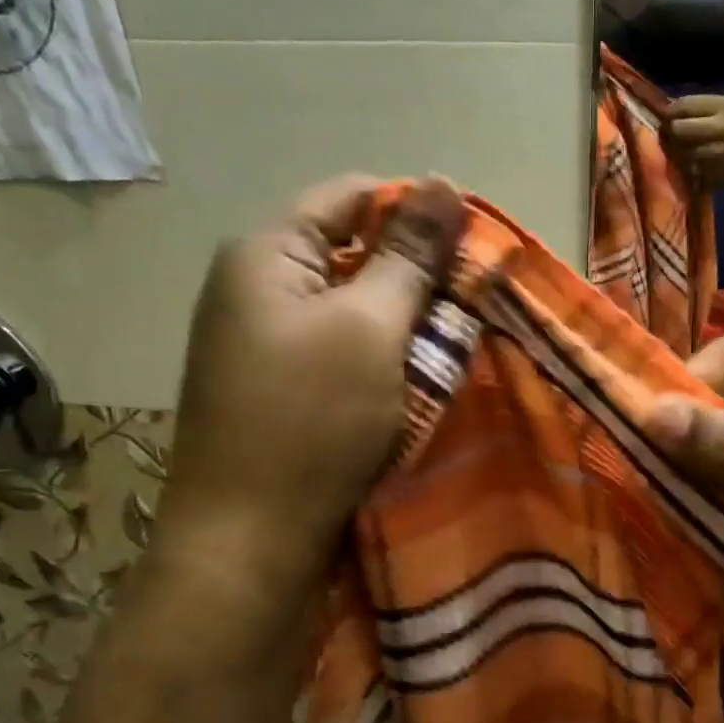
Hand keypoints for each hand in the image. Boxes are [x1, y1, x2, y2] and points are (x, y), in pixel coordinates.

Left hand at [153, 175, 464, 593]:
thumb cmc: (311, 422)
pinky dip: (381, 365)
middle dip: (416, 280)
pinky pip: (340, 358)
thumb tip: (442, 181)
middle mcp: (256, 291)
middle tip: (471, 310)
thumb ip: (409, 257)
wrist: (248, 541)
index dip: (416, 213)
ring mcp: (262, 347)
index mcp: (266, 255)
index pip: (352, 197)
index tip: (475, 249)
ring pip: (352, 314)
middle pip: (352, 257)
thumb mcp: (370, 328)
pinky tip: (414, 387)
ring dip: (404, 328)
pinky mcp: (277, 395)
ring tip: (452, 351)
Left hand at [663, 94, 723, 187]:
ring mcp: (715, 152)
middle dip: (669, 132)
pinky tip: (689, 161)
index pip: (683, 105)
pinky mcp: (711, 172)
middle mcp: (719, 127)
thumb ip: (696, 106)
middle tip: (669, 135)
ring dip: (674, 150)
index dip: (669, 112)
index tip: (667, 117)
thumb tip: (665, 108)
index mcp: (721, 106)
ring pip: (679, 150)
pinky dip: (682, 164)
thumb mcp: (723, 108)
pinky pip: (685, 166)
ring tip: (679, 148)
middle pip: (677, 128)